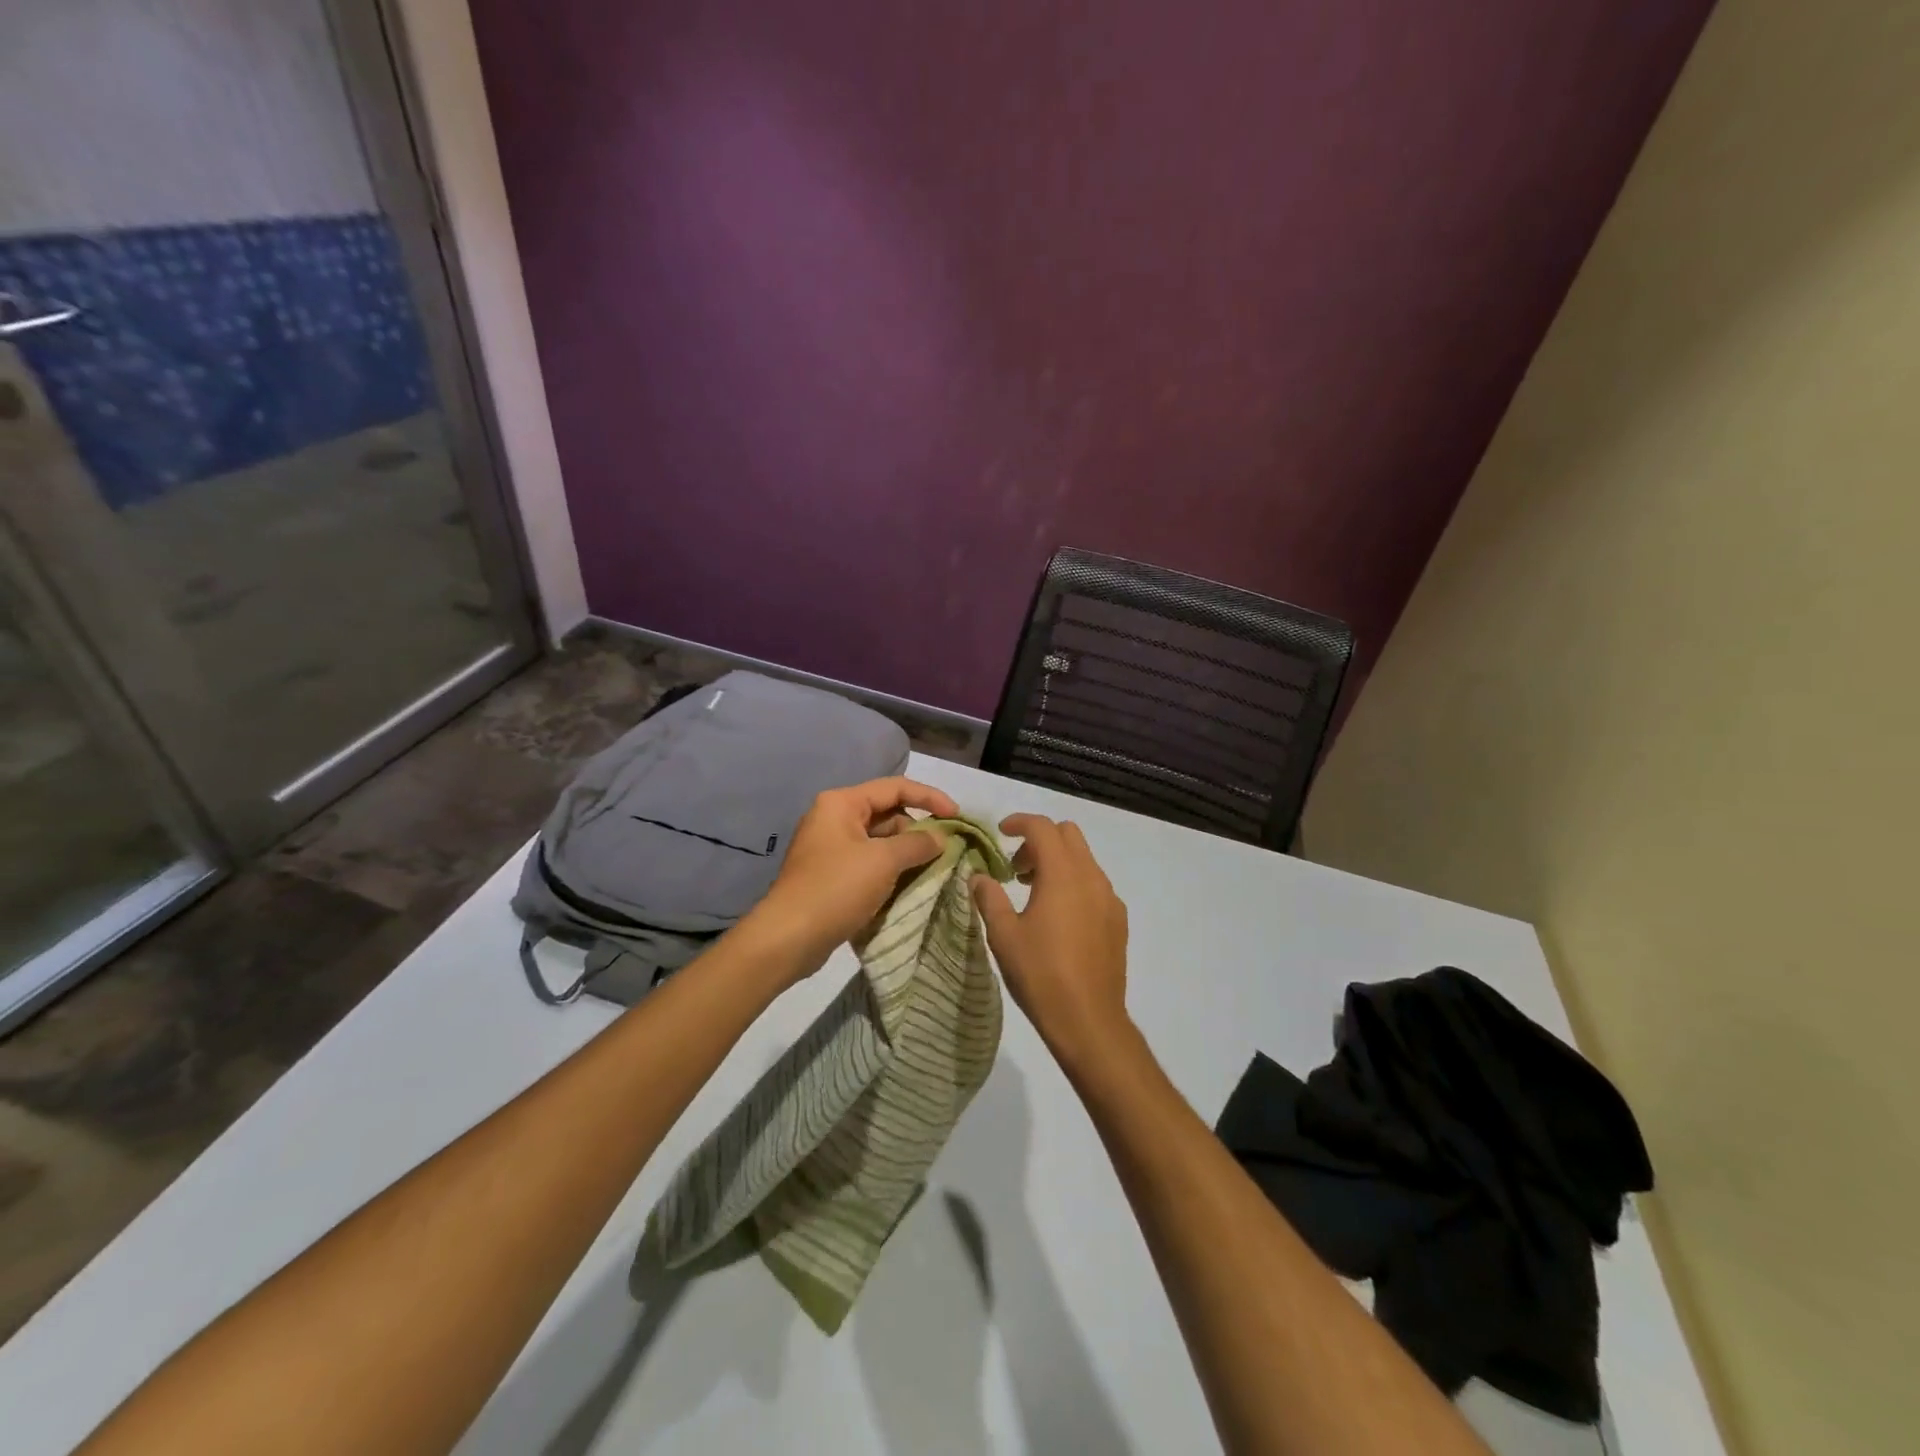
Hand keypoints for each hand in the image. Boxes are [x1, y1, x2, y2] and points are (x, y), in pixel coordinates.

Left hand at [747, 777, 960, 979]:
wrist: (788, 938)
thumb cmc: (836, 889)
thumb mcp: (883, 861)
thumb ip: (917, 844)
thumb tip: (940, 838)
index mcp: (842, 803)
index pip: (895, 787)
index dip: (930, 798)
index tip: (957, 817)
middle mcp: (834, 818)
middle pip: (888, 814)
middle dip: (918, 830)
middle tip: (947, 850)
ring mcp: (831, 848)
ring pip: (881, 841)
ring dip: (907, 853)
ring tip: (935, 870)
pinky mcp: (832, 875)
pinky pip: (870, 863)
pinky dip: (892, 870)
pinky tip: (911, 886)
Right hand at [972, 814, 1131, 1069]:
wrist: (1089, 1021)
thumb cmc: (1041, 974)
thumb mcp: (1004, 935)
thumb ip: (989, 898)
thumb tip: (979, 876)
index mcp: (1063, 874)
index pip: (1042, 828)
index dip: (1019, 822)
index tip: (1000, 834)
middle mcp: (1091, 877)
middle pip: (1068, 835)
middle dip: (1040, 840)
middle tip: (1016, 868)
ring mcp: (1109, 898)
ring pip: (1084, 859)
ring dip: (1057, 862)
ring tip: (1033, 894)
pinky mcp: (1118, 920)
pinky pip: (1095, 884)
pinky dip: (1074, 883)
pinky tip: (1058, 918)